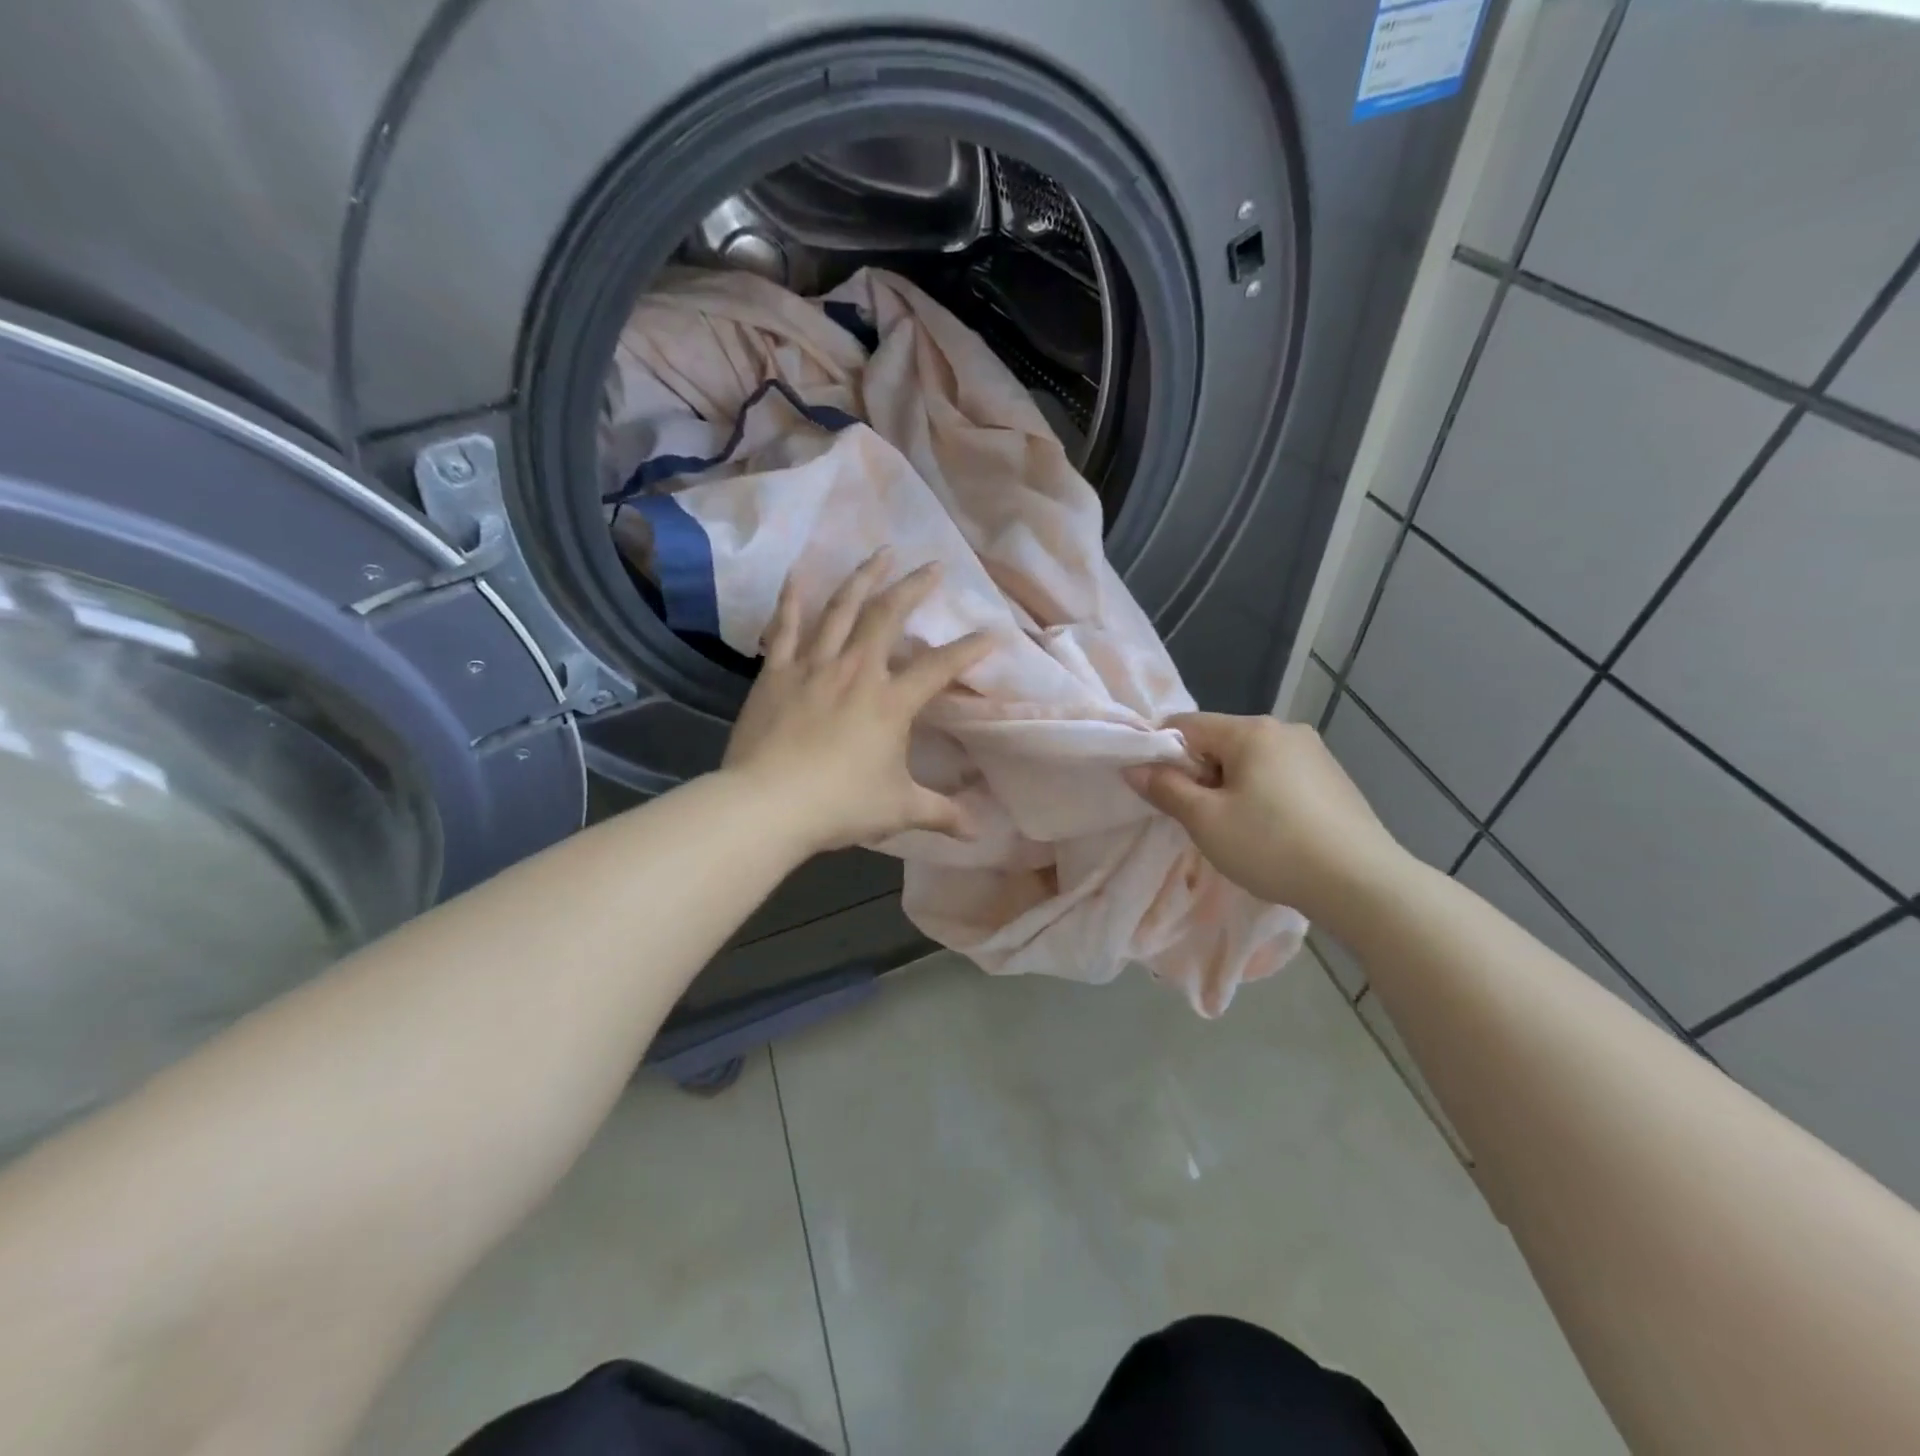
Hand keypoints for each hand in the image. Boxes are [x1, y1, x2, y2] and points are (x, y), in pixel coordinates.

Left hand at [722, 549, 991, 854]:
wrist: (768, 804)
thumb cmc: (840, 805)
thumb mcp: (899, 809)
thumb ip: (941, 813)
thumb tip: (980, 831)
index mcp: (891, 702)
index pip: (940, 667)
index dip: (969, 649)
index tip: (992, 633)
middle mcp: (856, 671)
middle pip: (888, 616)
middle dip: (914, 587)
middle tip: (932, 565)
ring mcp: (813, 666)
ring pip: (841, 608)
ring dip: (863, 577)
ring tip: (880, 553)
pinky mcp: (777, 672)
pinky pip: (786, 626)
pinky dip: (792, 598)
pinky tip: (798, 572)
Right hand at [1124, 713, 1408, 918]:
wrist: (1363, 884)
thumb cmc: (1272, 846)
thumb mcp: (1206, 821)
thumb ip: (1165, 788)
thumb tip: (1132, 767)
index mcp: (1251, 730)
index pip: (1185, 725)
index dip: (1161, 754)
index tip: (1159, 792)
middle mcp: (1284, 729)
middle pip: (1219, 741)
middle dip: (1199, 774)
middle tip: (1199, 819)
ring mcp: (1315, 752)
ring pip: (1250, 760)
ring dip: (1230, 787)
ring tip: (1236, 831)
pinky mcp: (1333, 778)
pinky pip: (1279, 775)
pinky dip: (1262, 795)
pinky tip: (1272, 832)